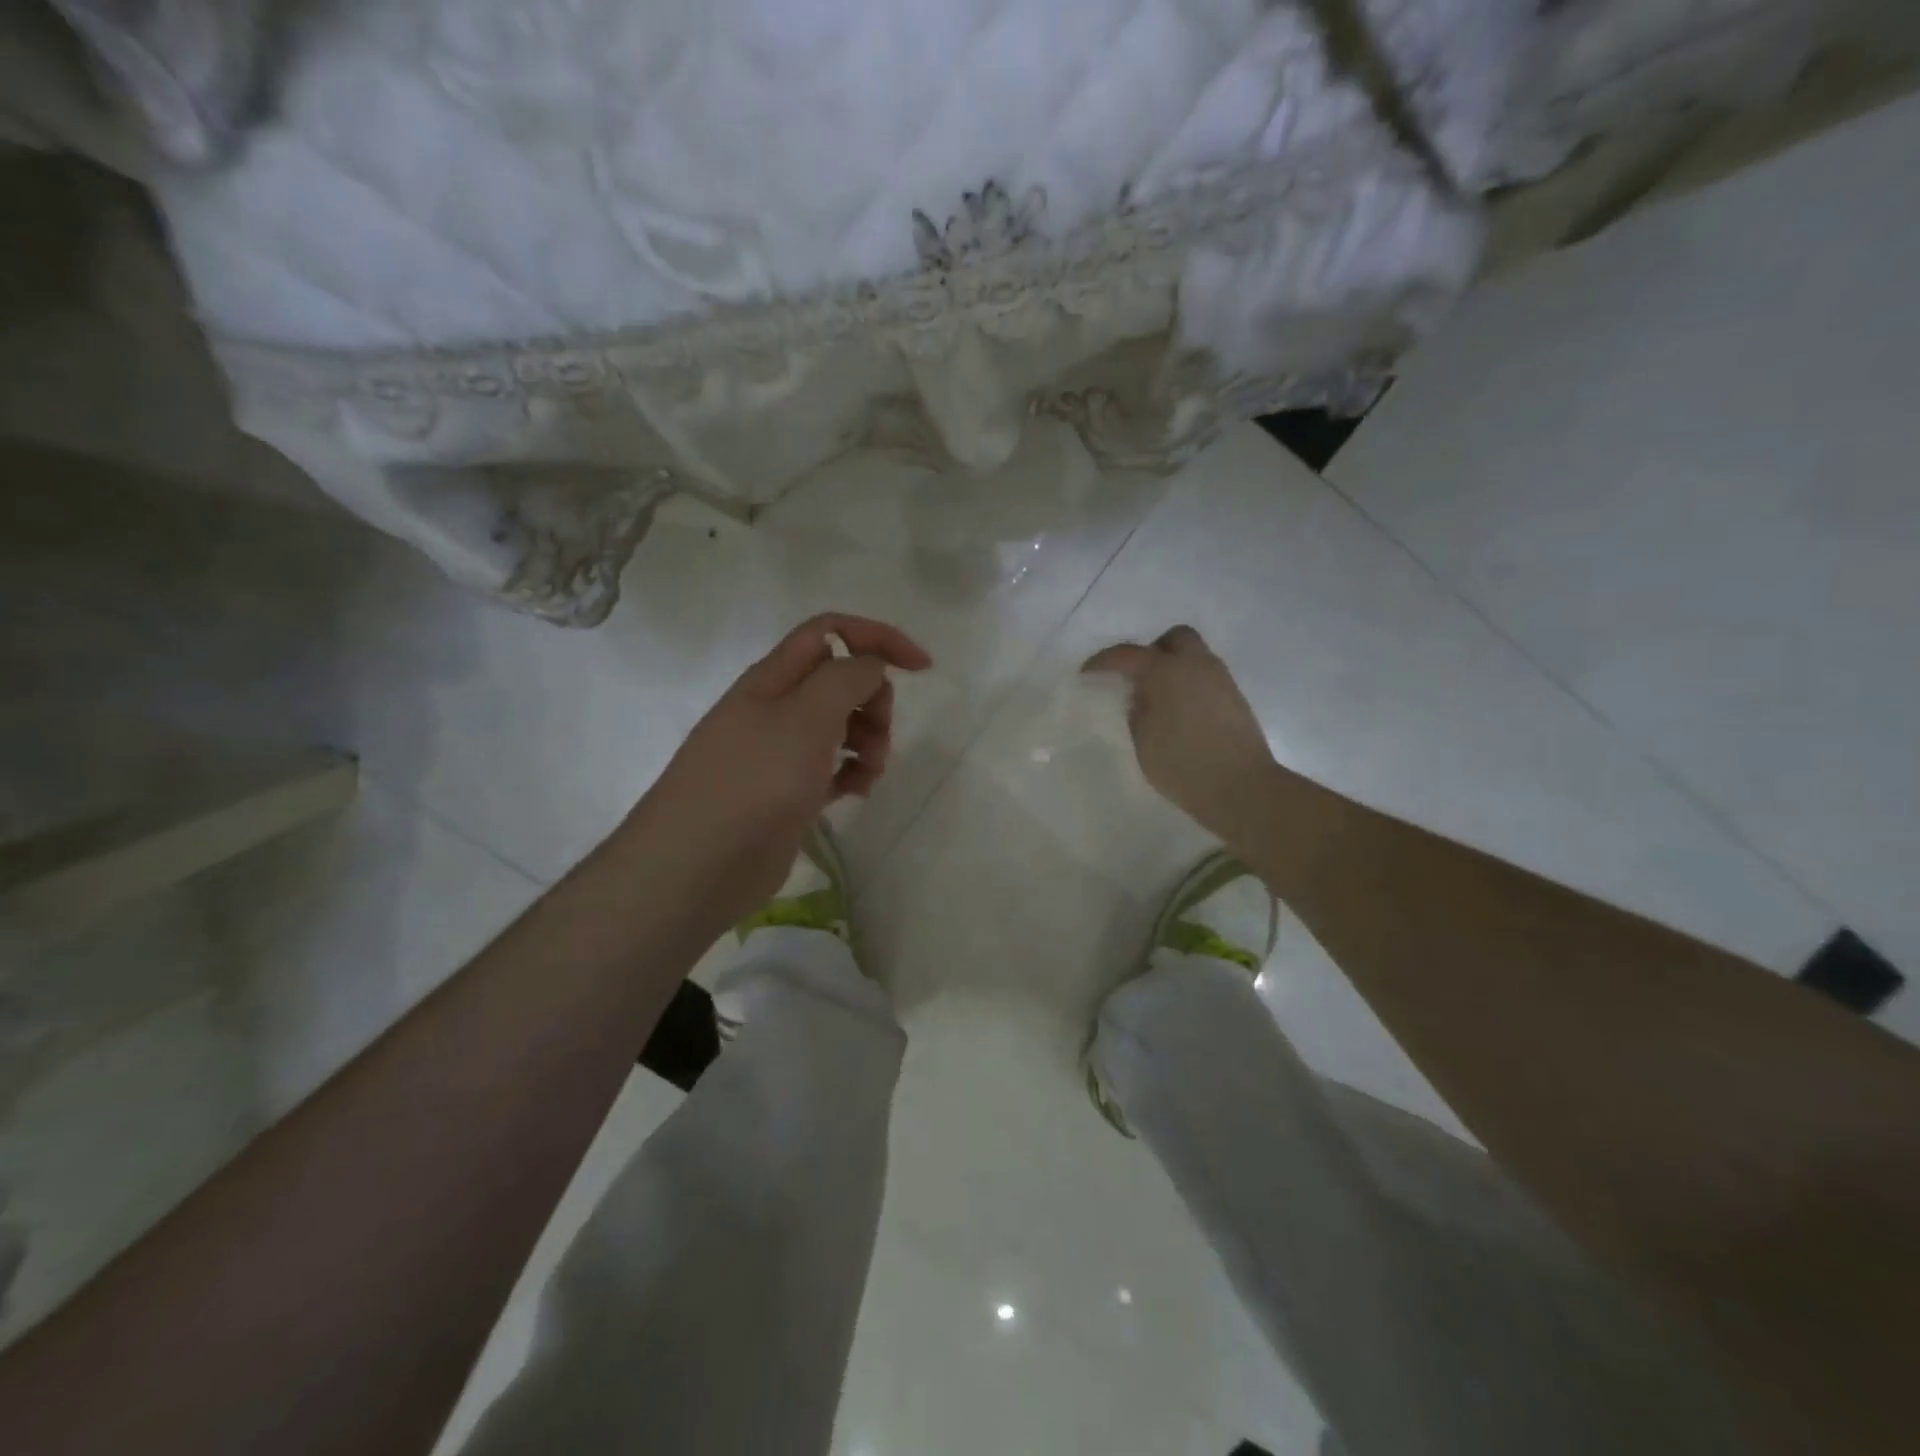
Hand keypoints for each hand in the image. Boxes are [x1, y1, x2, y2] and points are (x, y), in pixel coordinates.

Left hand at [629, 613, 931, 919]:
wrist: (697, 865)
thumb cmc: (754, 782)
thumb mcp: (804, 719)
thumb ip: (845, 680)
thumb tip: (872, 666)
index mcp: (774, 678)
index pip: (830, 633)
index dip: (877, 639)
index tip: (921, 668)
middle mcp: (776, 709)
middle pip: (839, 681)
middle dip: (873, 699)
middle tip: (881, 732)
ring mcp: (780, 753)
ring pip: (840, 726)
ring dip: (868, 740)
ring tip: (871, 771)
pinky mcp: (788, 793)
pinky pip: (831, 768)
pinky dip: (852, 773)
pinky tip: (857, 792)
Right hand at [1083, 626, 1277, 840]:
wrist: (1242, 787)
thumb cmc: (1182, 765)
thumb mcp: (1142, 741)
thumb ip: (1136, 711)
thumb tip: (1140, 697)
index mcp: (1166, 671)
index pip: (1128, 654)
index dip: (1103, 661)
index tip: (1087, 674)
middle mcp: (1196, 665)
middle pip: (1174, 639)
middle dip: (1152, 651)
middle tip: (1137, 678)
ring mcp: (1221, 680)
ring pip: (1194, 657)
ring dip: (1174, 668)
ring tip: (1157, 699)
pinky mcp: (1235, 699)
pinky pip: (1206, 678)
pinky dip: (1189, 685)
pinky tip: (1180, 713)